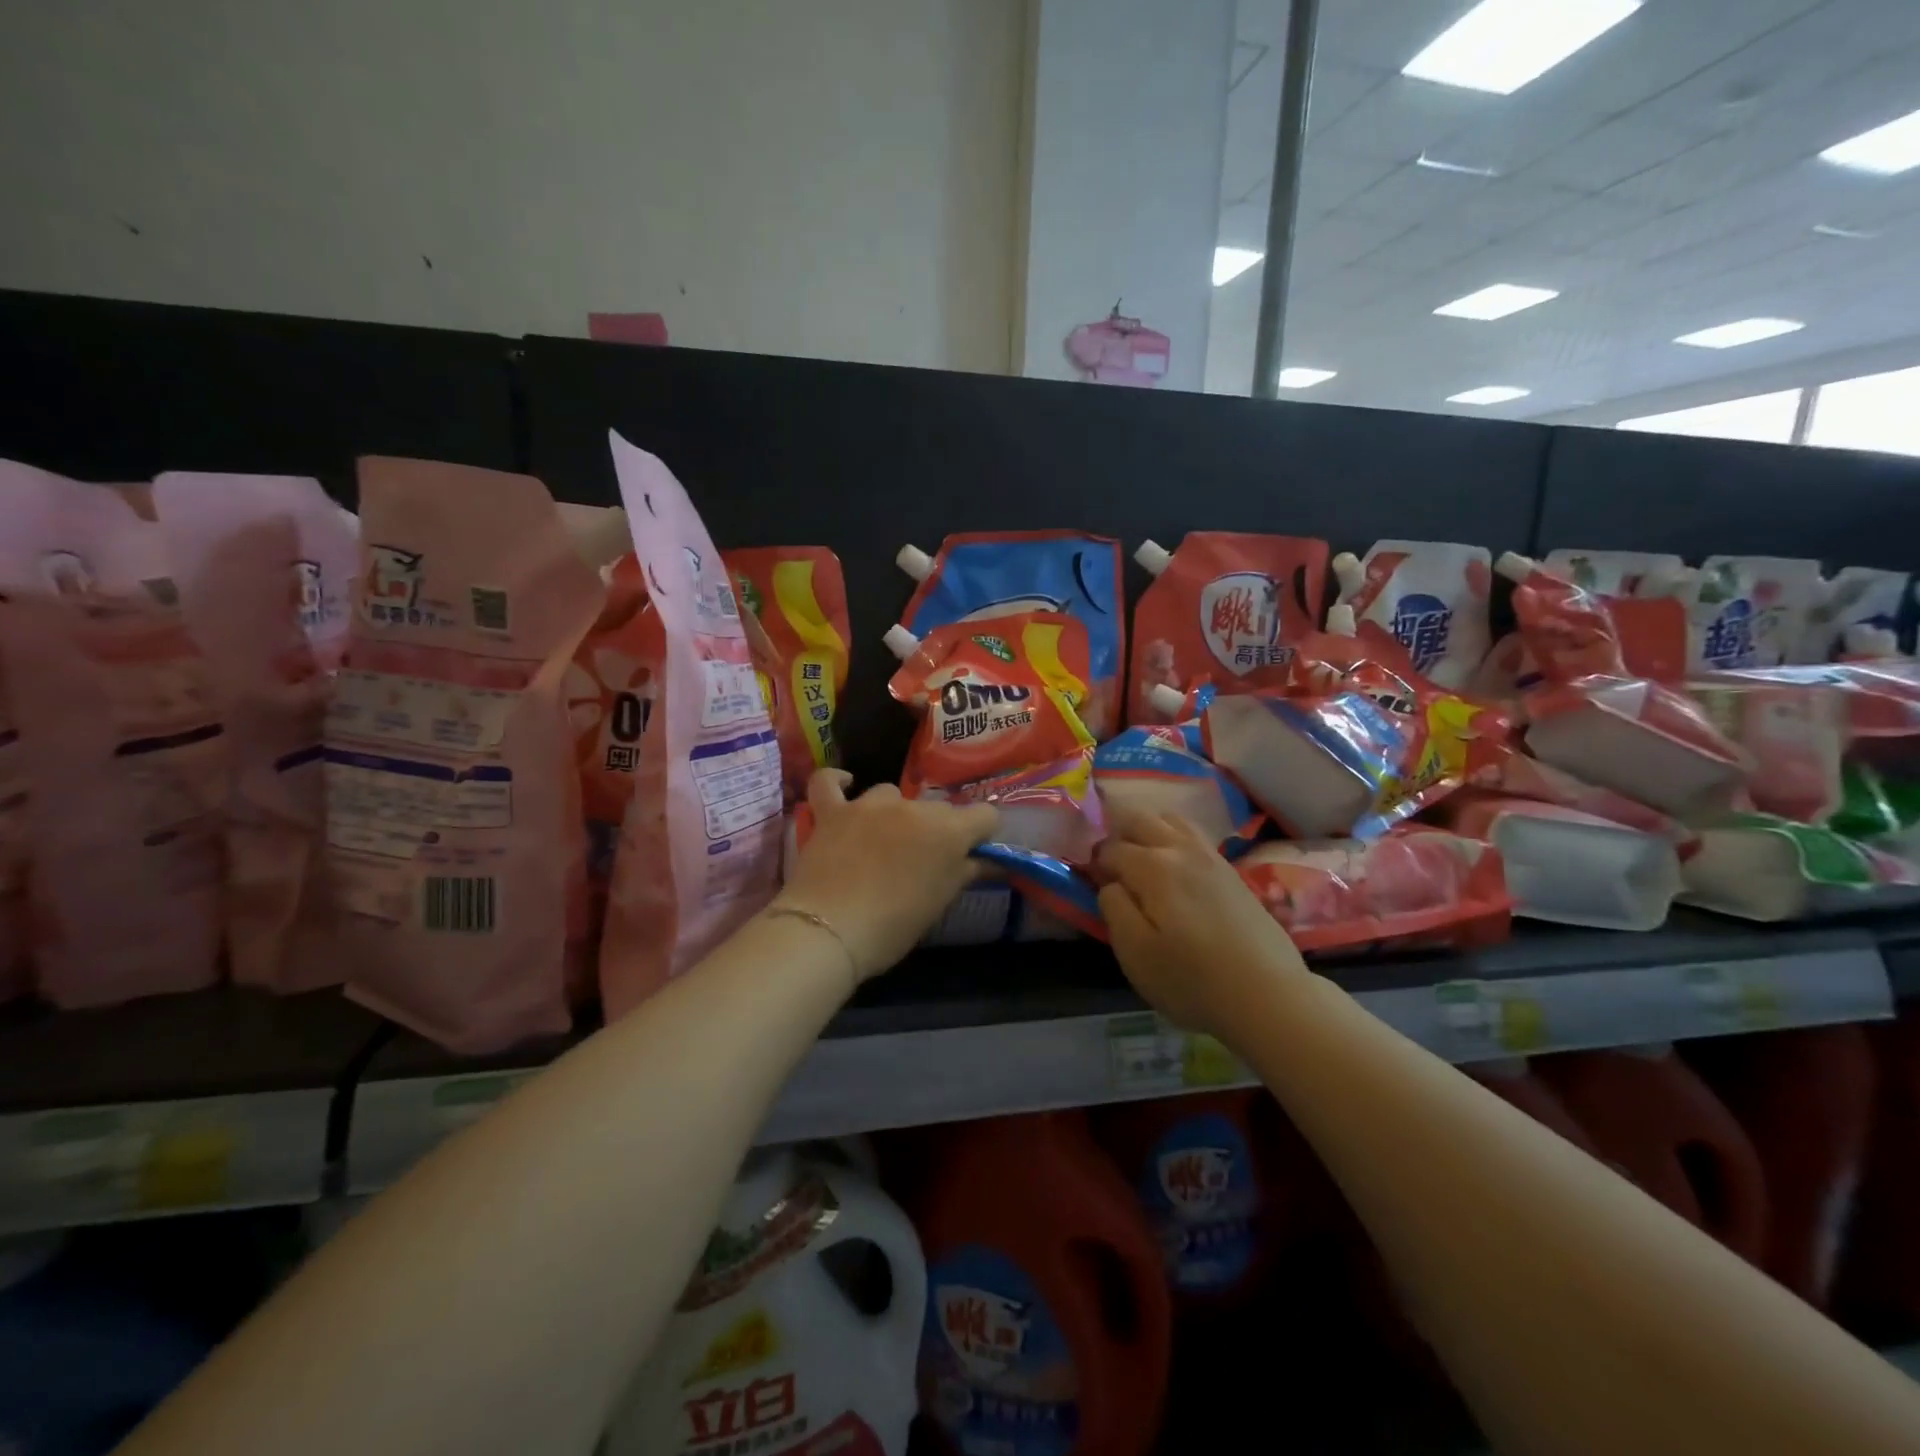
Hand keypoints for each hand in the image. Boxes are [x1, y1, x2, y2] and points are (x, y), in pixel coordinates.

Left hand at [773, 771, 998, 982]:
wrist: (830, 931)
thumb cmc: (894, 926)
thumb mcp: (940, 903)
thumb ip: (967, 872)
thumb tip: (990, 861)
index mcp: (949, 830)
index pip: (985, 816)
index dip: (982, 835)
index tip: (972, 855)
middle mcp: (913, 807)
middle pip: (938, 809)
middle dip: (937, 830)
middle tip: (924, 862)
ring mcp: (869, 805)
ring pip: (891, 795)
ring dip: (894, 814)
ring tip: (884, 842)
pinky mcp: (832, 812)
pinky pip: (829, 783)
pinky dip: (837, 782)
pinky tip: (846, 785)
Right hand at [1096, 807, 1306, 1039]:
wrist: (1269, 996)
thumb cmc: (1192, 980)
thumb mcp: (1135, 953)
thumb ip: (1113, 908)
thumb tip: (1111, 883)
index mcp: (1152, 866)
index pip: (1110, 848)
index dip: (1094, 863)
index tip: (1090, 883)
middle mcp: (1181, 849)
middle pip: (1140, 818)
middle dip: (1117, 833)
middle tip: (1109, 865)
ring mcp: (1211, 856)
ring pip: (1170, 820)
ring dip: (1148, 830)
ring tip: (1140, 860)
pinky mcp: (1232, 871)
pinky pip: (1193, 836)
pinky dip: (1173, 839)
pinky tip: (1174, 869)